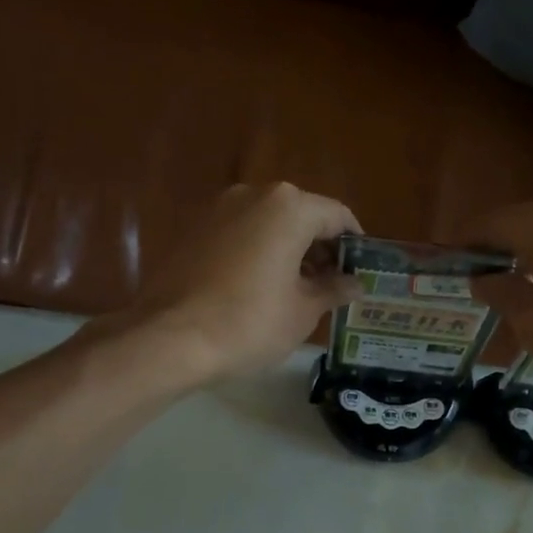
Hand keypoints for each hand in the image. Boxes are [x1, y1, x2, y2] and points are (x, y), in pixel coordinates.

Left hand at [127, 183, 361, 383]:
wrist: (171, 338)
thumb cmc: (250, 323)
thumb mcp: (303, 311)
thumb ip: (333, 290)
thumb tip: (354, 284)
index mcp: (289, 207)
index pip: (337, 216)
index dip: (355, 244)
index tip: (361, 271)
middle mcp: (253, 195)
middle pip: (301, 215)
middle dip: (321, 248)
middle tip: (333, 285)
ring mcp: (219, 210)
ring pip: (269, 224)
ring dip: (290, 251)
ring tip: (300, 291)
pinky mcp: (194, 230)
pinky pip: (241, 235)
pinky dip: (259, 253)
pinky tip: (261, 288)